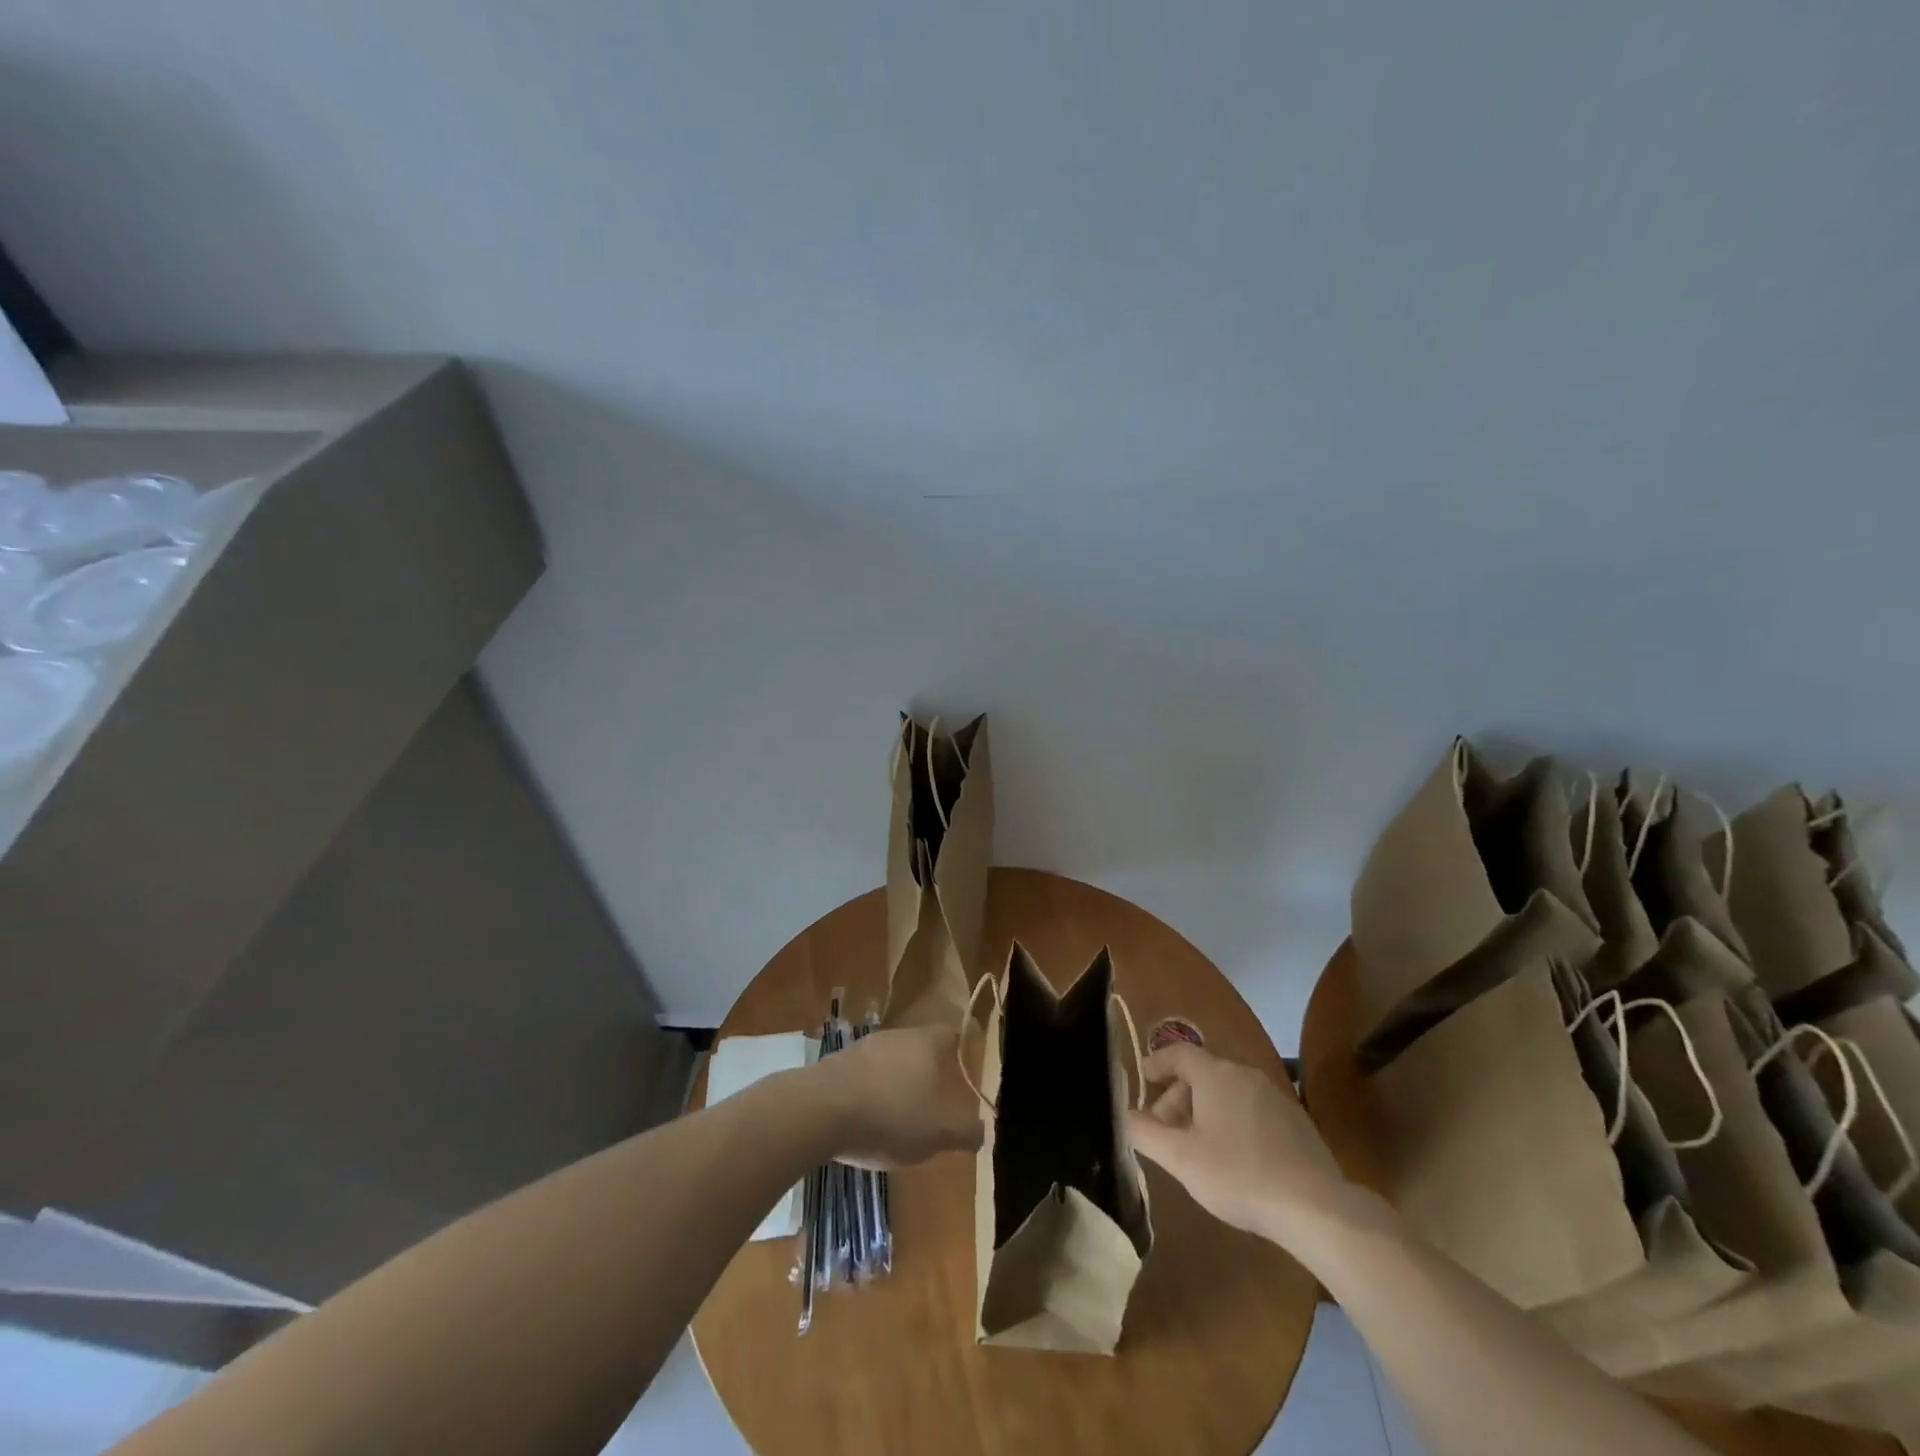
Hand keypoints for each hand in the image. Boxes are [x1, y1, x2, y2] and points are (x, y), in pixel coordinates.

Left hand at [812, 1025, 984, 1167]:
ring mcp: (865, 1046)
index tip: (967, 1069)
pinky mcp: (838, 1063)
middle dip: (930, 1071)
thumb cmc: (890, 1116)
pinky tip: (869, 1118)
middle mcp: (898, 1035)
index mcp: (927, 1043)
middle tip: (937, 1100)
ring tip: (903, 1114)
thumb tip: (984, 1131)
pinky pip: (866, 1074)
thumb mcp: (938, 1133)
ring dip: (898, 1081)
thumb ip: (965, 1132)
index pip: (952, 1036)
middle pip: (921, 1047)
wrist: (820, 1110)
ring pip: (892, 1060)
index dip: (962, 1051)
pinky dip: (872, 1091)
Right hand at [1126, 1042, 1358, 1241]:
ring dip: (1204, 1112)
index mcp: (1215, 1074)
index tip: (1143, 1080)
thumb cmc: (1238, 1175)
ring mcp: (1274, 1096)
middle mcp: (1244, 1074)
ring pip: (1227, 1093)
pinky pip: (1251, 1109)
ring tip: (1196, 1149)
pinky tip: (1234, 1159)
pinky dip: (1232, 1122)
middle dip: (1177, 1099)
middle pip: (1201, 1074)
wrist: (1315, 1207)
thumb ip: (1145, 1133)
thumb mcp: (1181, 1158)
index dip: (1156, 1063)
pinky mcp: (1295, 1121)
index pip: (1178, 1052)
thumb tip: (1125, 1115)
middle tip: (1165, 1133)